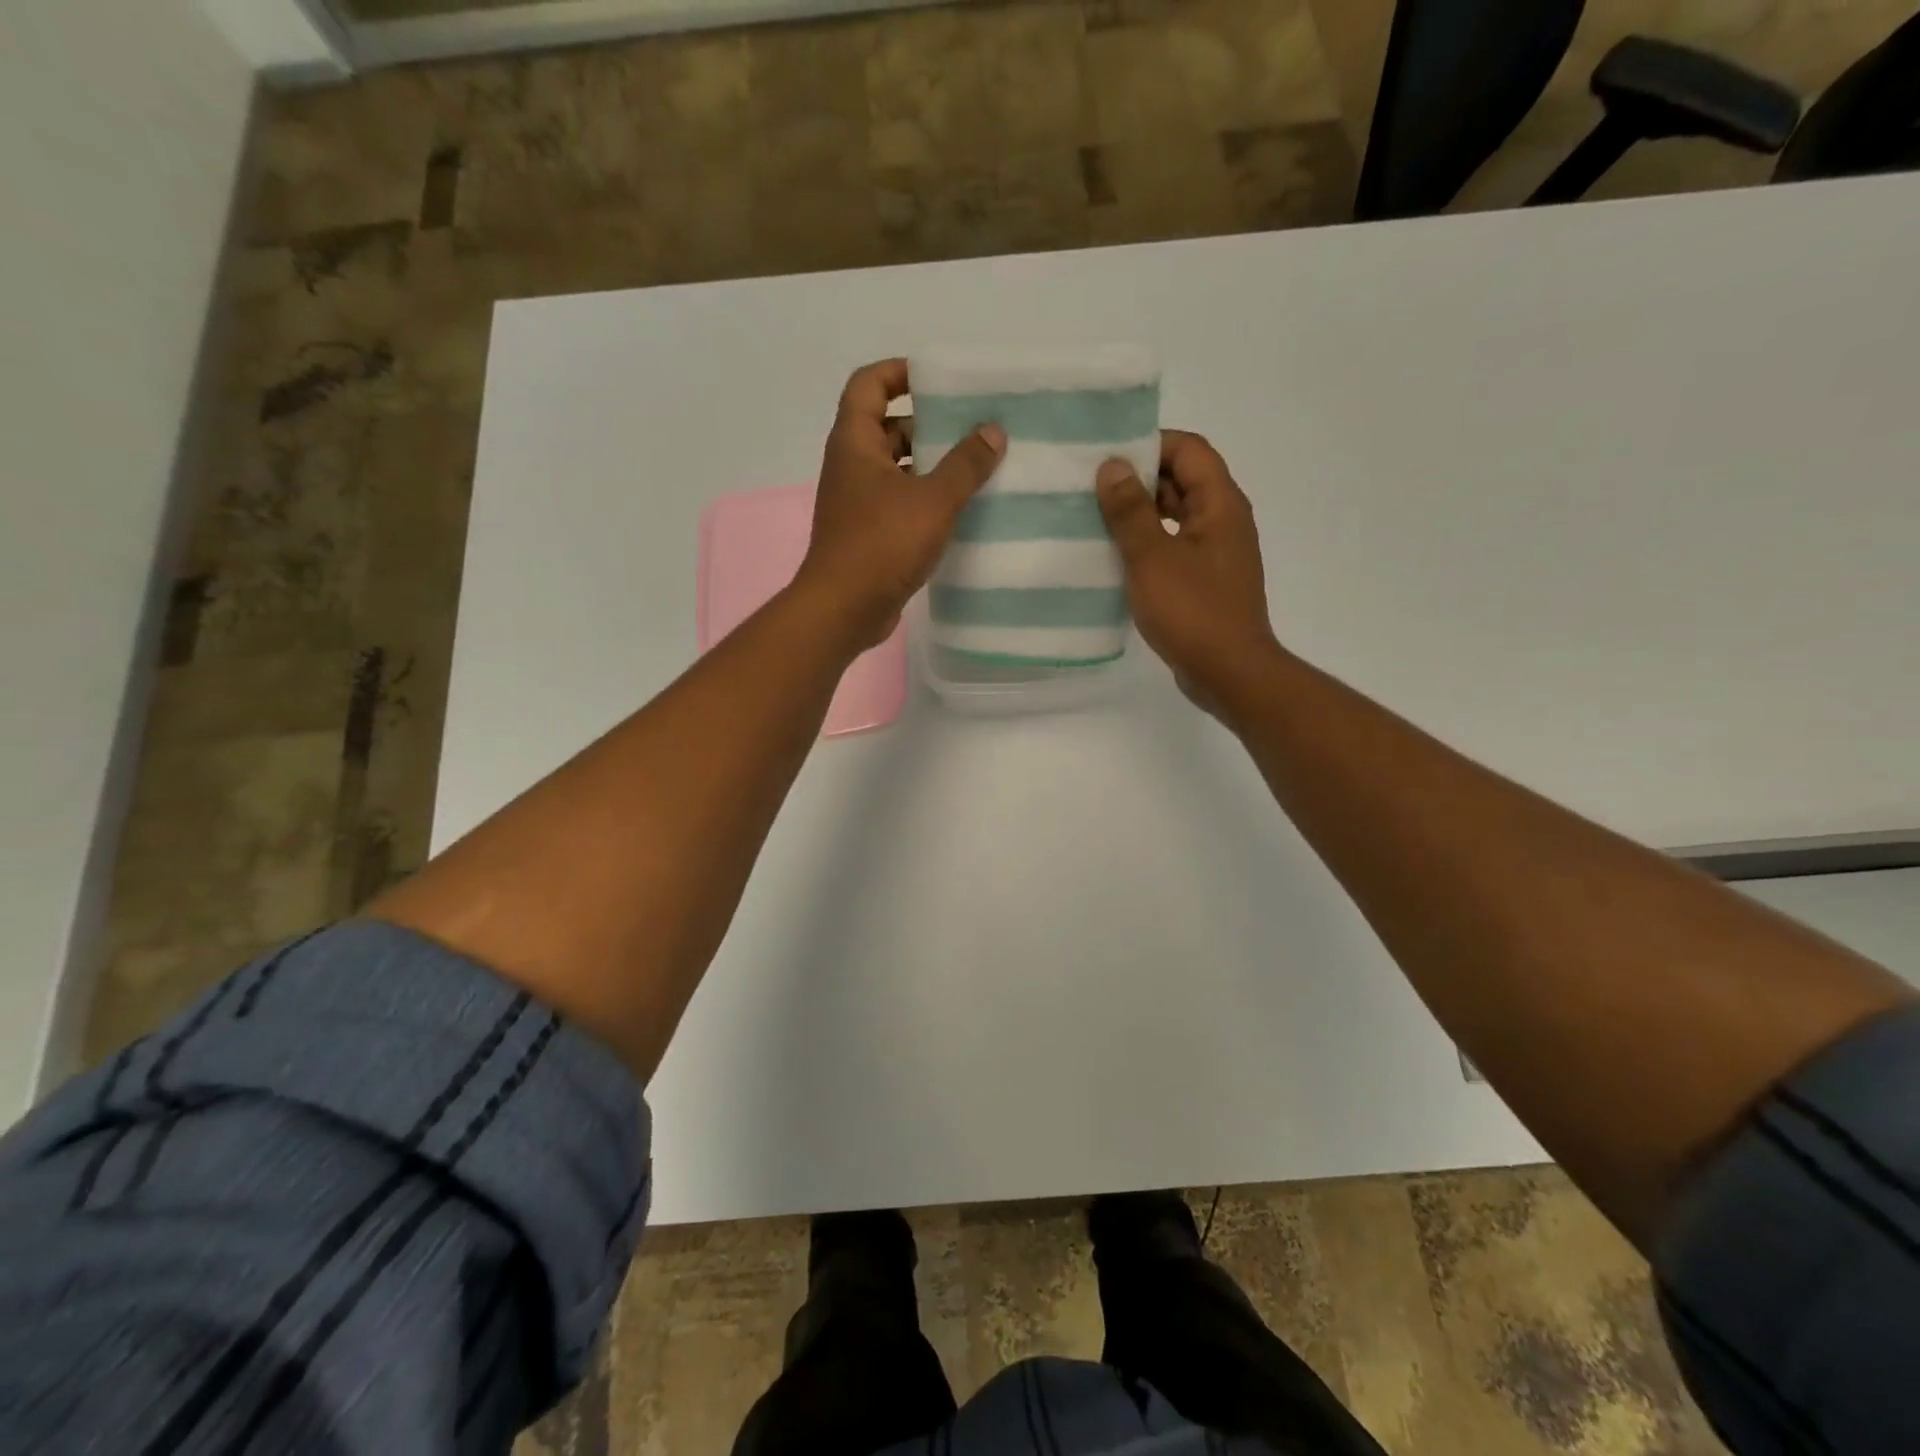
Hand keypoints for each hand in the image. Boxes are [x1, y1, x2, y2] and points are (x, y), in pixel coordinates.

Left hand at [794, 358, 1005, 648]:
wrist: (844, 609)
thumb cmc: (882, 544)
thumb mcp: (933, 500)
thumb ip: (965, 464)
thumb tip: (993, 431)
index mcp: (855, 443)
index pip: (869, 384)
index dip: (899, 372)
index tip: (939, 379)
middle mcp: (851, 466)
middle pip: (887, 427)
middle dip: (928, 423)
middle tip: (972, 426)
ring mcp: (857, 503)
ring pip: (897, 469)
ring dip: (931, 466)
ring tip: (977, 467)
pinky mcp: (868, 534)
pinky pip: (899, 503)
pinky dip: (925, 500)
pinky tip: (960, 510)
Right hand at [1096, 431, 1278, 711]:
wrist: (1228, 673)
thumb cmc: (1192, 611)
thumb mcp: (1152, 557)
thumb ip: (1130, 510)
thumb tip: (1112, 465)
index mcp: (1220, 504)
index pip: (1189, 449)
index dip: (1150, 444)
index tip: (1107, 456)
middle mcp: (1224, 521)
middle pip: (1183, 480)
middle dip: (1139, 479)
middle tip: (1091, 487)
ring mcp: (1216, 554)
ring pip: (1176, 517)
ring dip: (1140, 514)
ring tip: (1095, 520)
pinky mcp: (1205, 582)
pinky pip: (1174, 548)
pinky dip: (1147, 545)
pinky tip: (1115, 558)